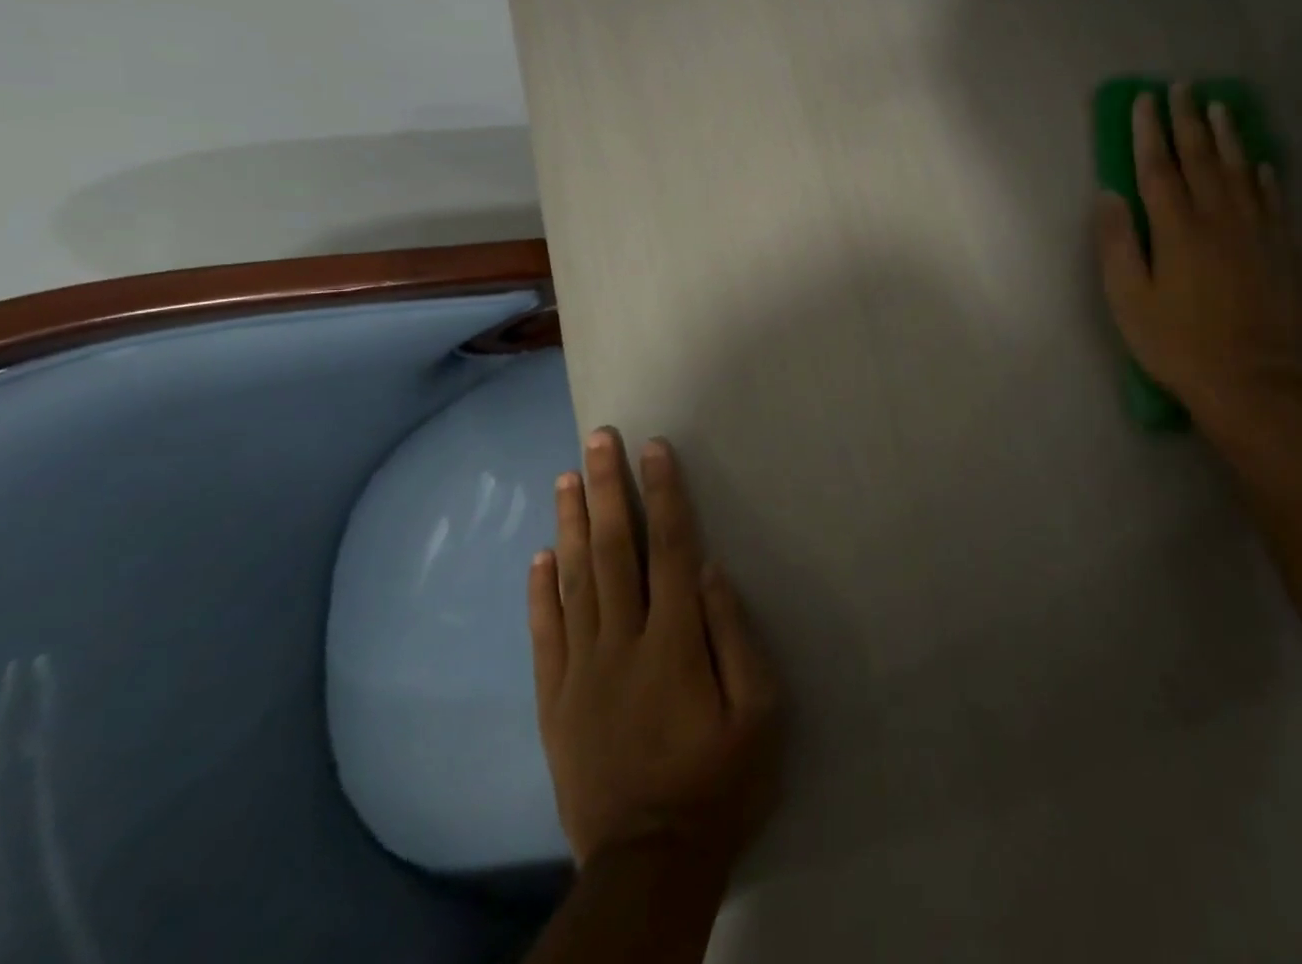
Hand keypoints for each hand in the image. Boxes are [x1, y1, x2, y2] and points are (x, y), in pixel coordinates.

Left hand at [528, 429, 783, 875]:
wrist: (649, 863)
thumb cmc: (720, 781)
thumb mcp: (759, 713)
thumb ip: (734, 635)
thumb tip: (708, 570)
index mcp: (674, 641)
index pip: (667, 547)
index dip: (662, 493)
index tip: (653, 449)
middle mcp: (622, 641)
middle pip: (613, 549)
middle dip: (606, 488)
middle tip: (597, 438)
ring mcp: (582, 670)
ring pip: (574, 580)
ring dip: (572, 523)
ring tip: (567, 477)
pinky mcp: (556, 701)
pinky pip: (545, 633)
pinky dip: (541, 590)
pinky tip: (541, 555)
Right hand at [1096, 83, 1301, 428]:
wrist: (1252, 381)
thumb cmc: (1177, 344)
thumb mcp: (1128, 300)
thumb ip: (1117, 244)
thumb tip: (1109, 195)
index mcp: (1177, 230)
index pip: (1158, 168)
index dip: (1149, 131)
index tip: (1144, 100)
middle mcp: (1219, 219)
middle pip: (1202, 159)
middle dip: (1188, 121)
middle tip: (1182, 88)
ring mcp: (1257, 232)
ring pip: (1241, 171)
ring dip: (1228, 136)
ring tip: (1220, 107)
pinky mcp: (1283, 251)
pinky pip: (1274, 201)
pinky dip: (1265, 176)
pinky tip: (1261, 163)